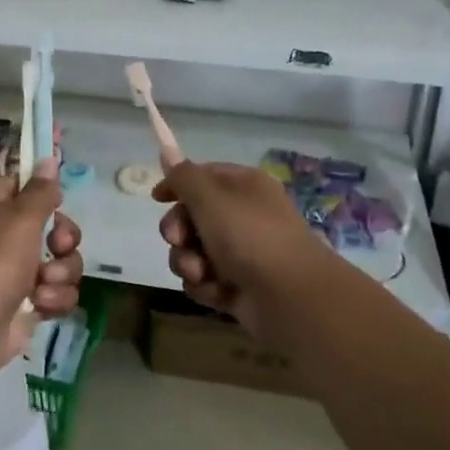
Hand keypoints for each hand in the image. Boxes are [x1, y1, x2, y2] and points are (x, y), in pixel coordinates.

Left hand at [0, 160, 83, 377]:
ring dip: (61, 273)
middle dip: (64, 238)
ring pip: (62, 261)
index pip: (26, 184)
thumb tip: (48, 159)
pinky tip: (40, 305)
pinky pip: (58, 292)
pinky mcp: (28, 302)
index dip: (45, 189)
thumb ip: (41, 190)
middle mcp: (6, 234)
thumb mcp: (21, 217)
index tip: (60, 196)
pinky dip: (54, 299)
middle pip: (54, 225)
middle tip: (57, 245)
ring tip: (43, 284)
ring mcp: (18, 270)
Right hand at [155, 161, 321, 340]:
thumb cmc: (250, 235)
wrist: (291, 297)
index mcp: (243, 186)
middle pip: (191, 216)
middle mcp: (242, 215)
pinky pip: (204, 280)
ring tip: (200, 272)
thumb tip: (166, 153)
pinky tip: (216, 291)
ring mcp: (240, 253)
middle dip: (178, 230)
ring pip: (192, 251)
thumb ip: (182, 176)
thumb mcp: (209, 197)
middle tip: (178, 239)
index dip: (177, 185)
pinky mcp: (237, 286)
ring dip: (188, 261)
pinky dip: (205, 286)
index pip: (202, 176)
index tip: (158, 198)